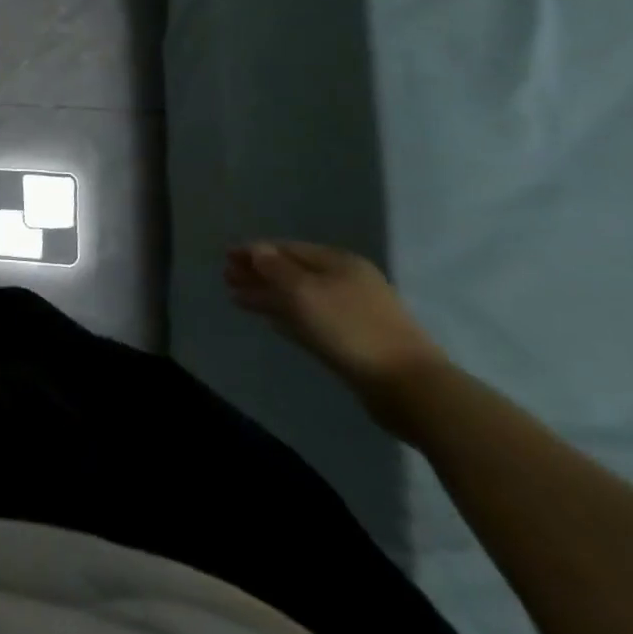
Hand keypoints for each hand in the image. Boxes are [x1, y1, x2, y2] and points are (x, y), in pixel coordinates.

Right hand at [225, 241, 447, 412]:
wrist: (407, 385)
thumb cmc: (349, 328)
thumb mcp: (304, 291)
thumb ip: (276, 268)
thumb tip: (256, 250)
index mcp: (338, 263)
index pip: (287, 248)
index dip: (254, 251)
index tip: (225, 256)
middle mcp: (346, 281)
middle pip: (292, 272)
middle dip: (259, 273)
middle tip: (226, 278)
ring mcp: (351, 312)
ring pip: (299, 297)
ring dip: (268, 295)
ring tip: (237, 299)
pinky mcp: (352, 339)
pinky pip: (310, 319)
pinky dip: (287, 316)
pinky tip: (271, 321)